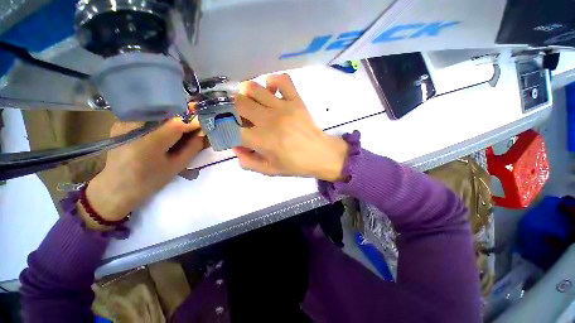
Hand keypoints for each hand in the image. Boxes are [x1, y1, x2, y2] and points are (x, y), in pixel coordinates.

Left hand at [79, 118, 206, 229]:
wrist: (116, 187)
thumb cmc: (149, 181)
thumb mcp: (176, 167)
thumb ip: (192, 148)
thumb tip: (203, 134)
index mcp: (149, 142)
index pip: (177, 123)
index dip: (194, 122)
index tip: (205, 123)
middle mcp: (134, 126)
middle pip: (166, 113)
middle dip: (185, 115)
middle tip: (197, 120)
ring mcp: (125, 122)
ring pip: (156, 111)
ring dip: (174, 116)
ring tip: (185, 123)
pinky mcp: (122, 123)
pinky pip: (147, 115)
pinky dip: (161, 118)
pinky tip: (167, 126)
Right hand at [233, 74, 348, 180]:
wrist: (321, 155)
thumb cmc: (295, 165)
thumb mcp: (269, 170)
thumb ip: (248, 162)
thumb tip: (235, 147)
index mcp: (261, 140)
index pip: (230, 128)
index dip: (223, 129)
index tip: (227, 130)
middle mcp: (268, 119)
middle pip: (237, 104)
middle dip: (231, 110)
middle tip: (238, 117)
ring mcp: (283, 106)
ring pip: (253, 88)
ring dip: (246, 94)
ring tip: (252, 104)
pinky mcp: (295, 99)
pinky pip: (281, 79)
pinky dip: (272, 82)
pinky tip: (271, 93)